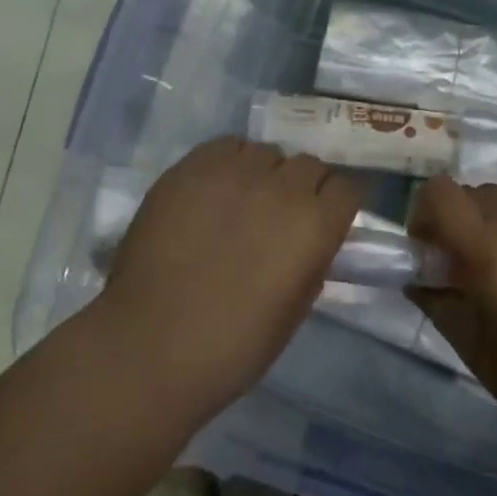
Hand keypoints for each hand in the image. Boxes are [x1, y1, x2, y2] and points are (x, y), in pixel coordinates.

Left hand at [95, 138, 362, 420]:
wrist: (149, 349)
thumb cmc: (233, 347)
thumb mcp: (295, 310)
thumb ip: (311, 262)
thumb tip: (311, 240)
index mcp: (315, 226)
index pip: (347, 188)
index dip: (335, 204)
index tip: (324, 219)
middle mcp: (282, 188)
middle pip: (309, 165)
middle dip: (304, 187)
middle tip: (282, 214)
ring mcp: (234, 173)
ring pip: (267, 152)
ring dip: (266, 173)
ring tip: (245, 200)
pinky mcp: (190, 169)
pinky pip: (225, 146)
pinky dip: (230, 162)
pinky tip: (215, 190)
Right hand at [407, 176, 496, 441]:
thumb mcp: (469, 344)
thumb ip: (435, 299)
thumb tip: (417, 275)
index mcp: (490, 252)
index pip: (440, 192)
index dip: (424, 213)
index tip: (429, 247)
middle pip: (472, 192)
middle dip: (457, 220)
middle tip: (464, 262)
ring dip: (493, 219)